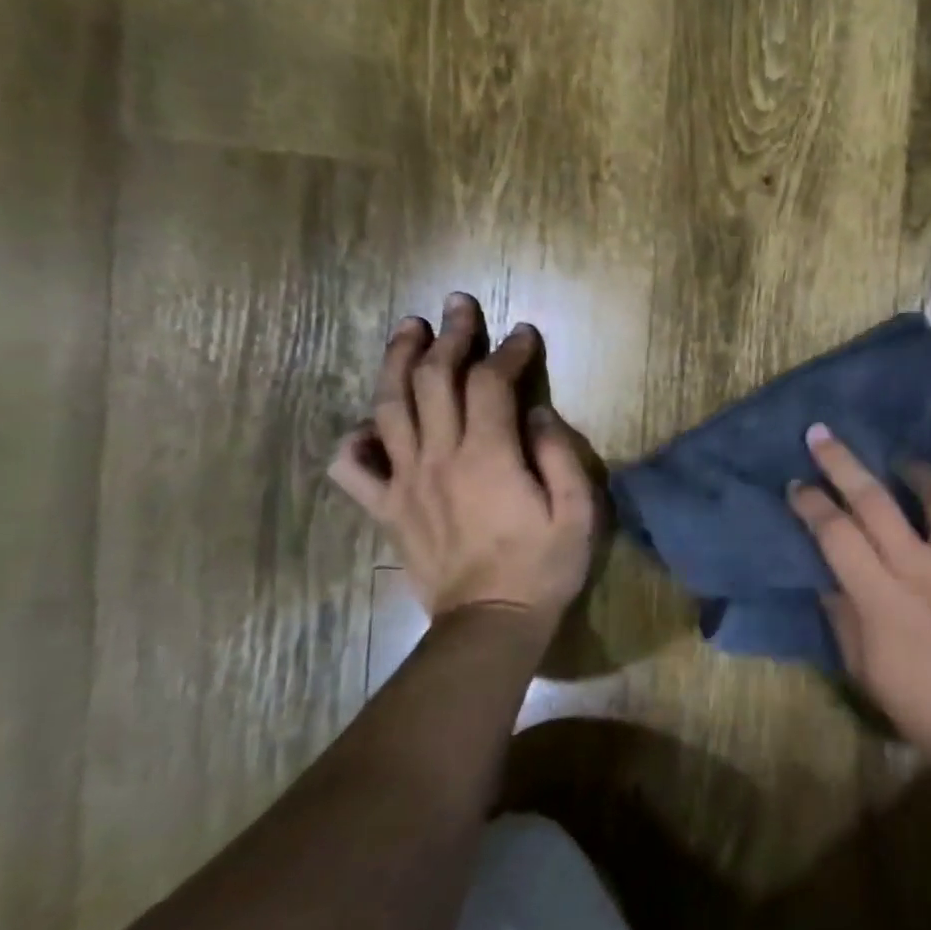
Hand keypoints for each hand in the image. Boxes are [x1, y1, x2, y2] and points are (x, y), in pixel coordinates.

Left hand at [328, 294, 598, 639]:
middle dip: (450, 337)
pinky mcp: (387, 510)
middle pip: (434, 380)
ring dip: (397, 362)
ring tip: (408, 331)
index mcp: (488, 455)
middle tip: (459, 306)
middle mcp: (440, 457)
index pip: (491, 383)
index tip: (523, 333)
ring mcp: (406, 482)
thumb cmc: (543, 567)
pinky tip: (368, 425)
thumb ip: (559, 456)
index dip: (508, 351)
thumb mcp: (576, 512)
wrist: (490, 623)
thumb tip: (539, 413)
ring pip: (389, 407)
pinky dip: (354, 440)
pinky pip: (353, 469)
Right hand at [787, 424, 930, 760]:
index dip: (811, 504)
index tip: (795, 485)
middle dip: (843, 463)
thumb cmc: (916, 702)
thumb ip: (842, 613)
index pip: (835, 534)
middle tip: (822, 436)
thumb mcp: (861, 666)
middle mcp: (922, 569)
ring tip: (905, 465)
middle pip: (876, 502)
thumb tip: (827, 572)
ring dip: (919, 473)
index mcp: (880, 596)